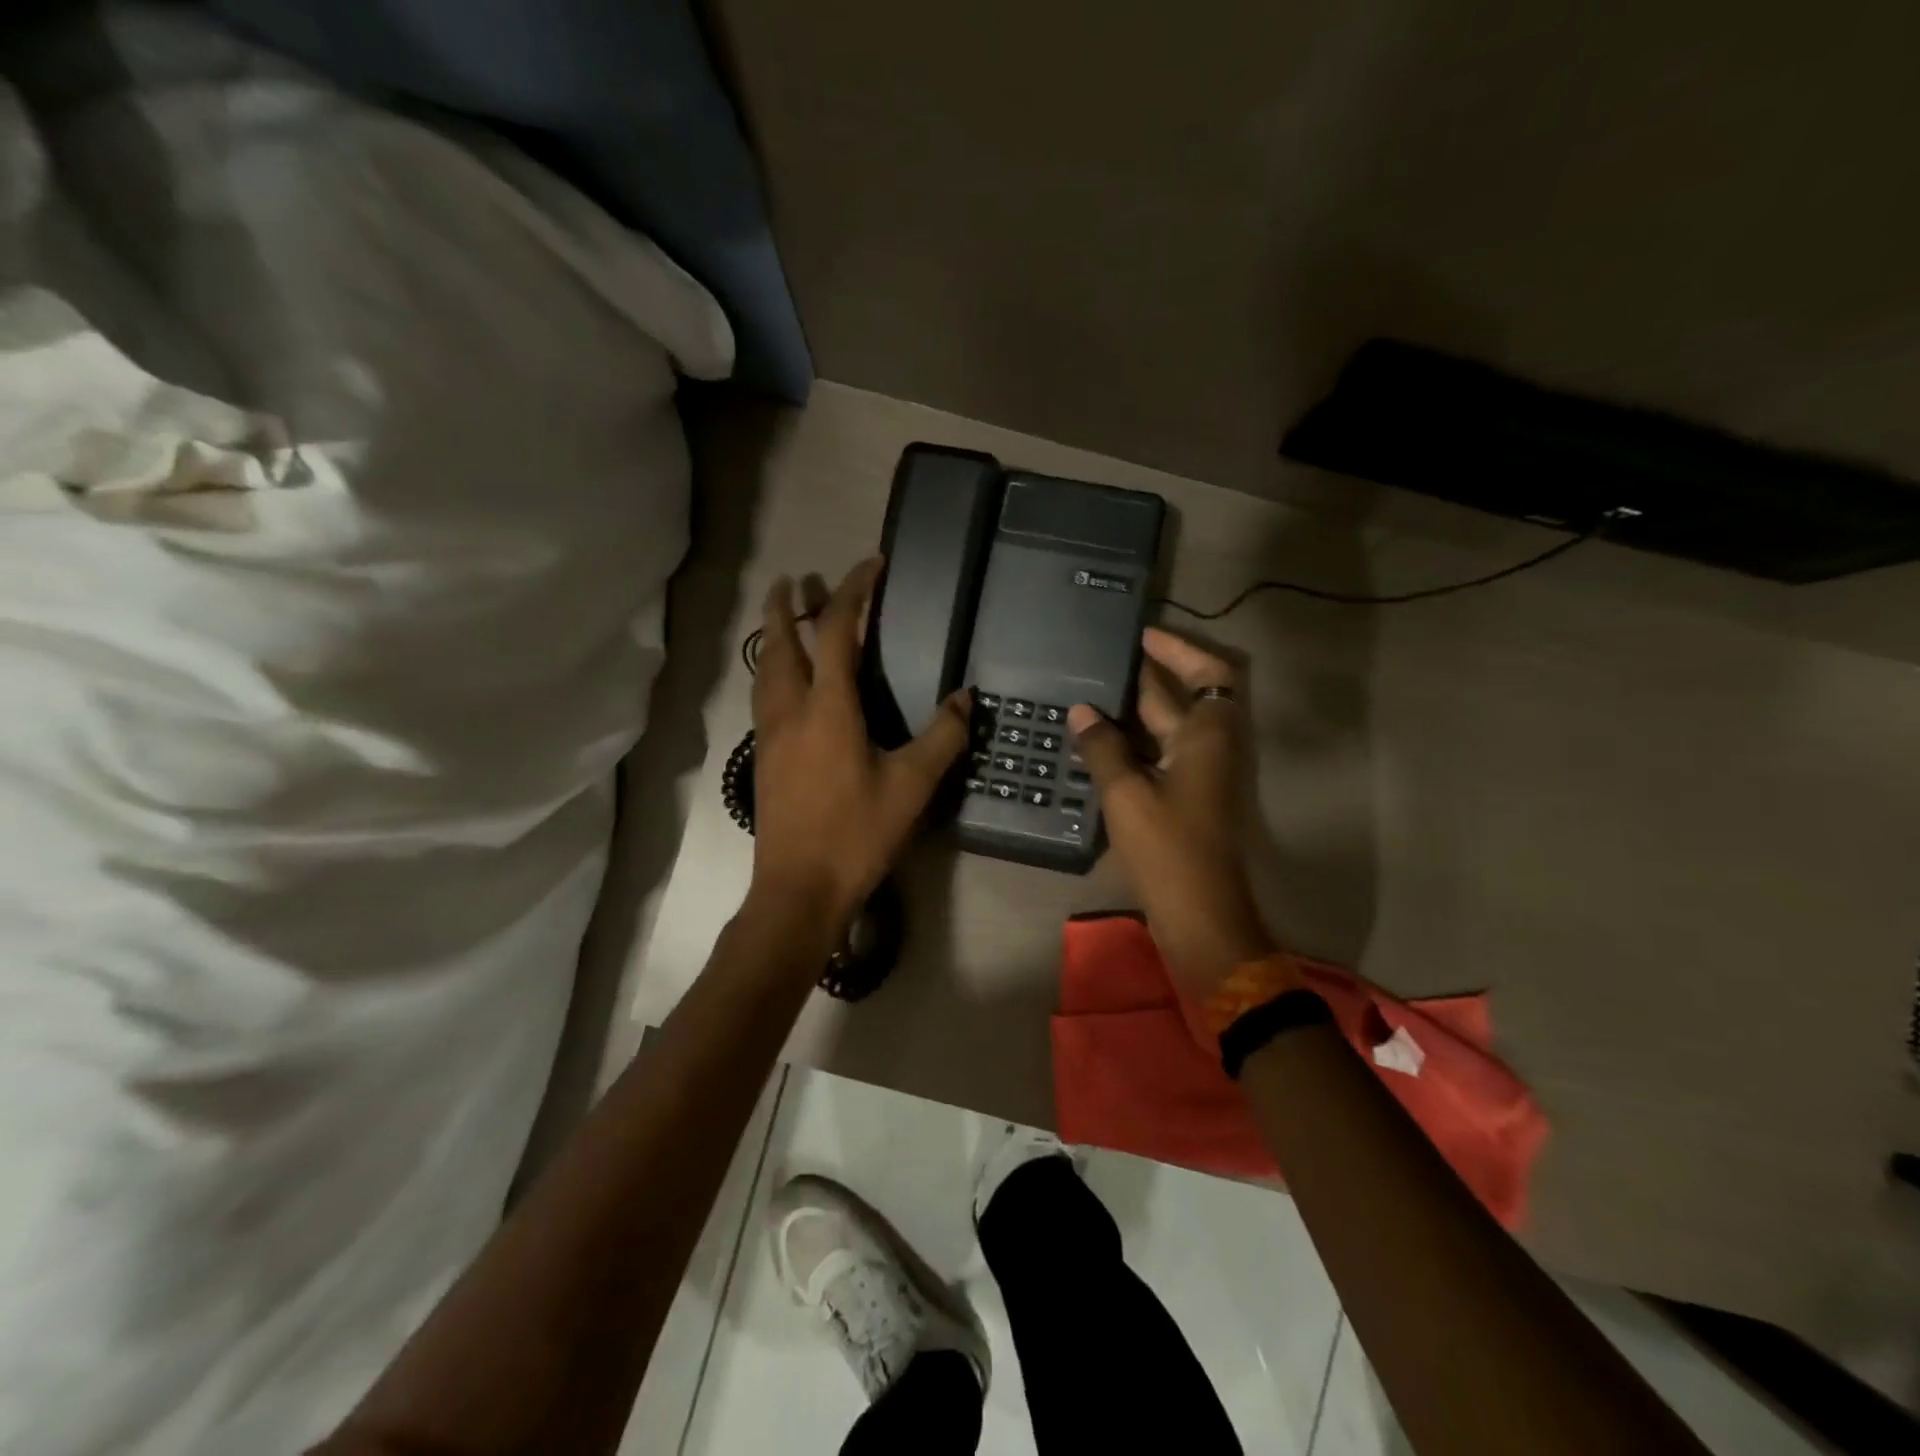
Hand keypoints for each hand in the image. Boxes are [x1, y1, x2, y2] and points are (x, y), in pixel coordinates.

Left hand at [750, 558, 970, 934]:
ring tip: (781, 617)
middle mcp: (791, 710)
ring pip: (764, 669)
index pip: (838, 632)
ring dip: (773, 635)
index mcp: (829, 708)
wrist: (799, 888)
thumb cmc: (857, 834)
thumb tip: (965, 698)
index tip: (871, 565)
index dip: (854, 592)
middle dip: (788, 604)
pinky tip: (781, 683)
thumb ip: (942, 737)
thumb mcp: (912, 785)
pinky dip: (770, 670)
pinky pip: (762, 696)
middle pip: (782, 642)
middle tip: (795, 578)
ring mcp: (770, 735)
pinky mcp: (762, 758)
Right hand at [1068, 628, 1279, 998]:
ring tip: (1093, 693)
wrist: (1200, 914)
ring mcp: (1202, 775)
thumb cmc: (1169, 848)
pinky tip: (1098, 740)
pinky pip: (1162, 754)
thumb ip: (1102, 747)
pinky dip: (1136, 742)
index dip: (1178, 650)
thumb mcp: (1127, 793)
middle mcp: (1213, 747)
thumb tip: (1081, 710)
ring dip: (1138, 709)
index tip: (1142, 636)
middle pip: (1186, 697)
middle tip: (1103, 660)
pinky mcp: (1189, 799)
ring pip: (1171, 728)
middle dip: (1148, 676)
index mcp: (1209, 735)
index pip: (1208, 671)